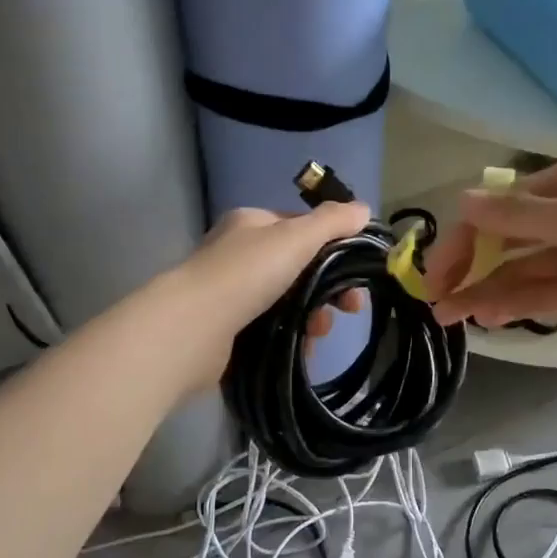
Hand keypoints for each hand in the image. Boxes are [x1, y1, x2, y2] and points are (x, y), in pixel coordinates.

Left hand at [164, 203, 370, 387]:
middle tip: (349, 308)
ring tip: (319, 332)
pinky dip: (293, 338)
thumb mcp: (295, 237)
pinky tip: (304, 349)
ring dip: (313, 316)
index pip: (301, 228)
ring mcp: (232, 293)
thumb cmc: (246, 274)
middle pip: (299, 268)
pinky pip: (273, 330)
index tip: (358, 272)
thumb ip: (331, 222)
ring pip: (289, 302)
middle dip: (328, 288)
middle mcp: (239, 254)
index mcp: (251, 224)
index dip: (334, 247)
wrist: (192, 330)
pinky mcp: (229, 330)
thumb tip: (363, 209)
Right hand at [422, 155, 556, 350]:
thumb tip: (461, 199)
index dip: (464, 236)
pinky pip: (541, 295)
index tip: (436, 270)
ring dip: (483, 290)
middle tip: (434, 297)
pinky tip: (486, 318)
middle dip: (467, 266)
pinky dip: (513, 304)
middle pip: (504, 239)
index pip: (500, 207)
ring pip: (518, 271)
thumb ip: (519, 216)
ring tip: (448, 316)